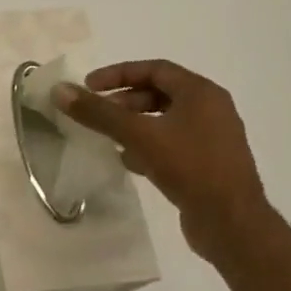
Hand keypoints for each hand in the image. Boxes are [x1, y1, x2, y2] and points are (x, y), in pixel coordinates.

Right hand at [55, 59, 272, 264]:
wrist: (230, 221)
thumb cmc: (189, 167)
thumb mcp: (138, 135)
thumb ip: (98, 113)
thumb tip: (60, 90)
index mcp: (201, 93)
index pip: (155, 69)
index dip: (118, 74)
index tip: (88, 86)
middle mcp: (211, 109)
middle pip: (160, 93)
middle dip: (124, 101)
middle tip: (97, 114)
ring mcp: (211, 138)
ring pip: (164, 120)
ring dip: (134, 124)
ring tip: (107, 137)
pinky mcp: (207, 163)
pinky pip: (171, 144)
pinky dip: (147, 145)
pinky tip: (128, 161)